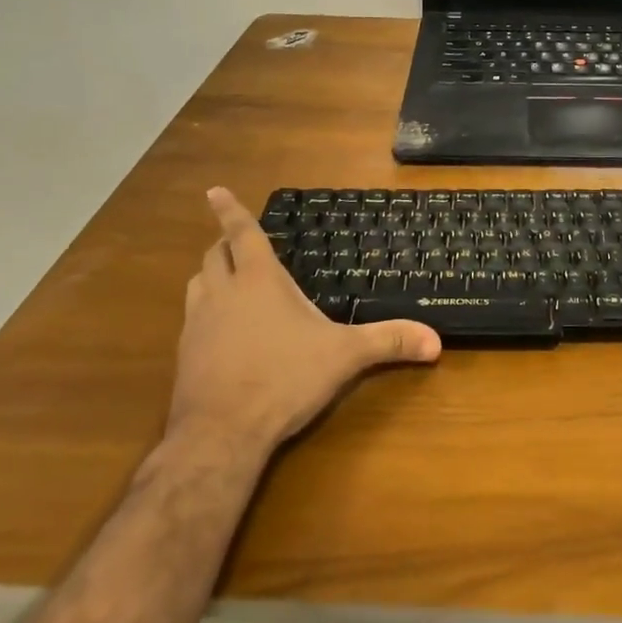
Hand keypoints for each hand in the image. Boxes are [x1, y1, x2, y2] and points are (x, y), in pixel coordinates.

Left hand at [164, 188, 441, 460]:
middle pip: (213, 255)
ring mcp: (197, 324)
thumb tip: (436, 341)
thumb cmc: (284, 378)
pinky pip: (191, 320)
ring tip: (226, 280)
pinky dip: (204, 312)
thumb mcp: (344, 356)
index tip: (213, 190)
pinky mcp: (185, 355)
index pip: (242, 234)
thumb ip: (388, 342)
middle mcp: (222, 293)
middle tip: (235, 241)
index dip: (230, 210)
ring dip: (210, 276)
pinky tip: (222, 332)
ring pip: (196, 285)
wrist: (221, 432)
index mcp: (258, 280)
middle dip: (223, 243)